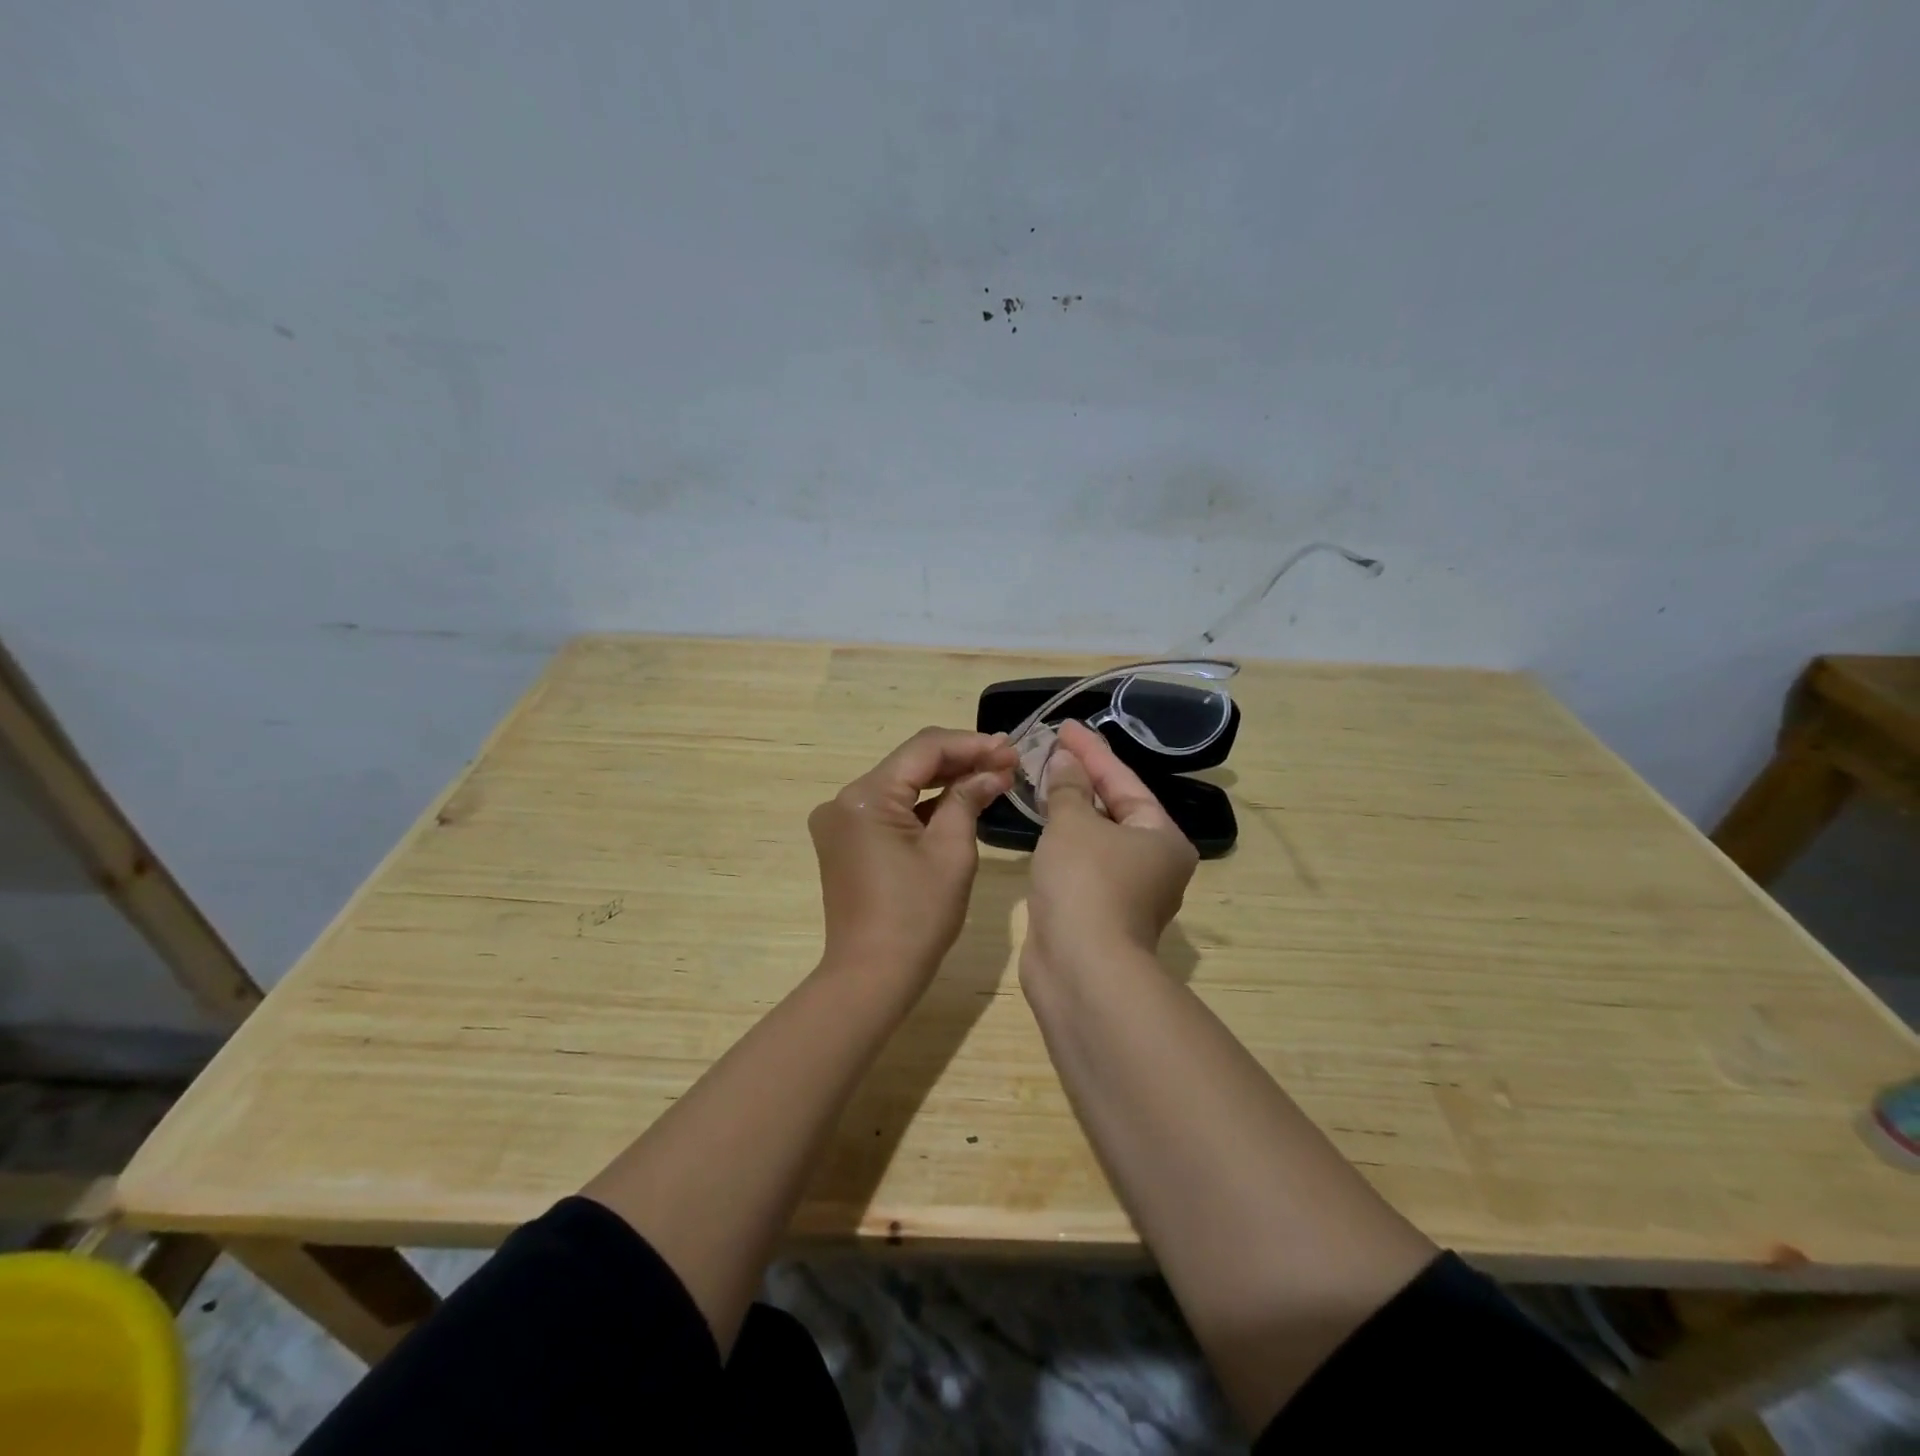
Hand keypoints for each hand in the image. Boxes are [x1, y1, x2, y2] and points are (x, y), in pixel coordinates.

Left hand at [808, 727, 1017, 982]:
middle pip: (910, 763)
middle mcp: (845, 799)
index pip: (924, 748)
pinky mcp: (845, 840)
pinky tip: (959, 800)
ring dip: (944, 781)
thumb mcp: (951, 852)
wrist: (871, 977)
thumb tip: (993, 771)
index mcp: (866, 796)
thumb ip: (968, 799)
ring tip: (992, 775)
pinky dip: (923, 805)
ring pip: (901, 785)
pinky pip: (890, 809)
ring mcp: (841, 820)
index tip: (1011, 749)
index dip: (971, 744)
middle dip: (961, 760)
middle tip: (1008, 760)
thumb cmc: (917, 916)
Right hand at [1024, 720, 1197, 976]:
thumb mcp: (1073, 824)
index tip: (1066, 727)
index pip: (1124, 781)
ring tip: (1044, 778)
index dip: (1092, 751)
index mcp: (1161, 837)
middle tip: (1053, 748)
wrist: (1081, 969)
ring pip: (1097, 837)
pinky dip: (1064, 841)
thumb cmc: (1085, 883)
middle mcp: (1153, 863)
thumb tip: (1065, 761)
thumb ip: (1067, 788)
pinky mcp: (1099, 912)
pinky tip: (1043, 825)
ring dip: (1071, 809)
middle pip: (1115, 807)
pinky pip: (1082, 862)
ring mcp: (1127, 891)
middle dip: (1082, 778)